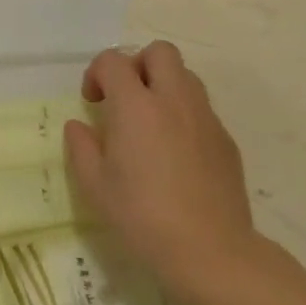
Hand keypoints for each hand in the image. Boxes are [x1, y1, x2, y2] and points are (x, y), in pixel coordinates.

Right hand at [64, 42, 260, 304]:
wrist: (212, 252)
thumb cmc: (143, 217)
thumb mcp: (95, 186)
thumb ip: (82, 147)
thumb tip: (79, 126)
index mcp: (135, 105)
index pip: (113, 61)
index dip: (97, 73)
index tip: (92, 102)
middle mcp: (173, 99)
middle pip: (159, 52)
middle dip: (138, 65)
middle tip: (127, 98)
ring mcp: (204, 117)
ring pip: (186, 76)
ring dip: (165, 85)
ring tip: (152, 122)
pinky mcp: (226, 140)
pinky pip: (202, 109)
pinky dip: (185, 115)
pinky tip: (177, 152)